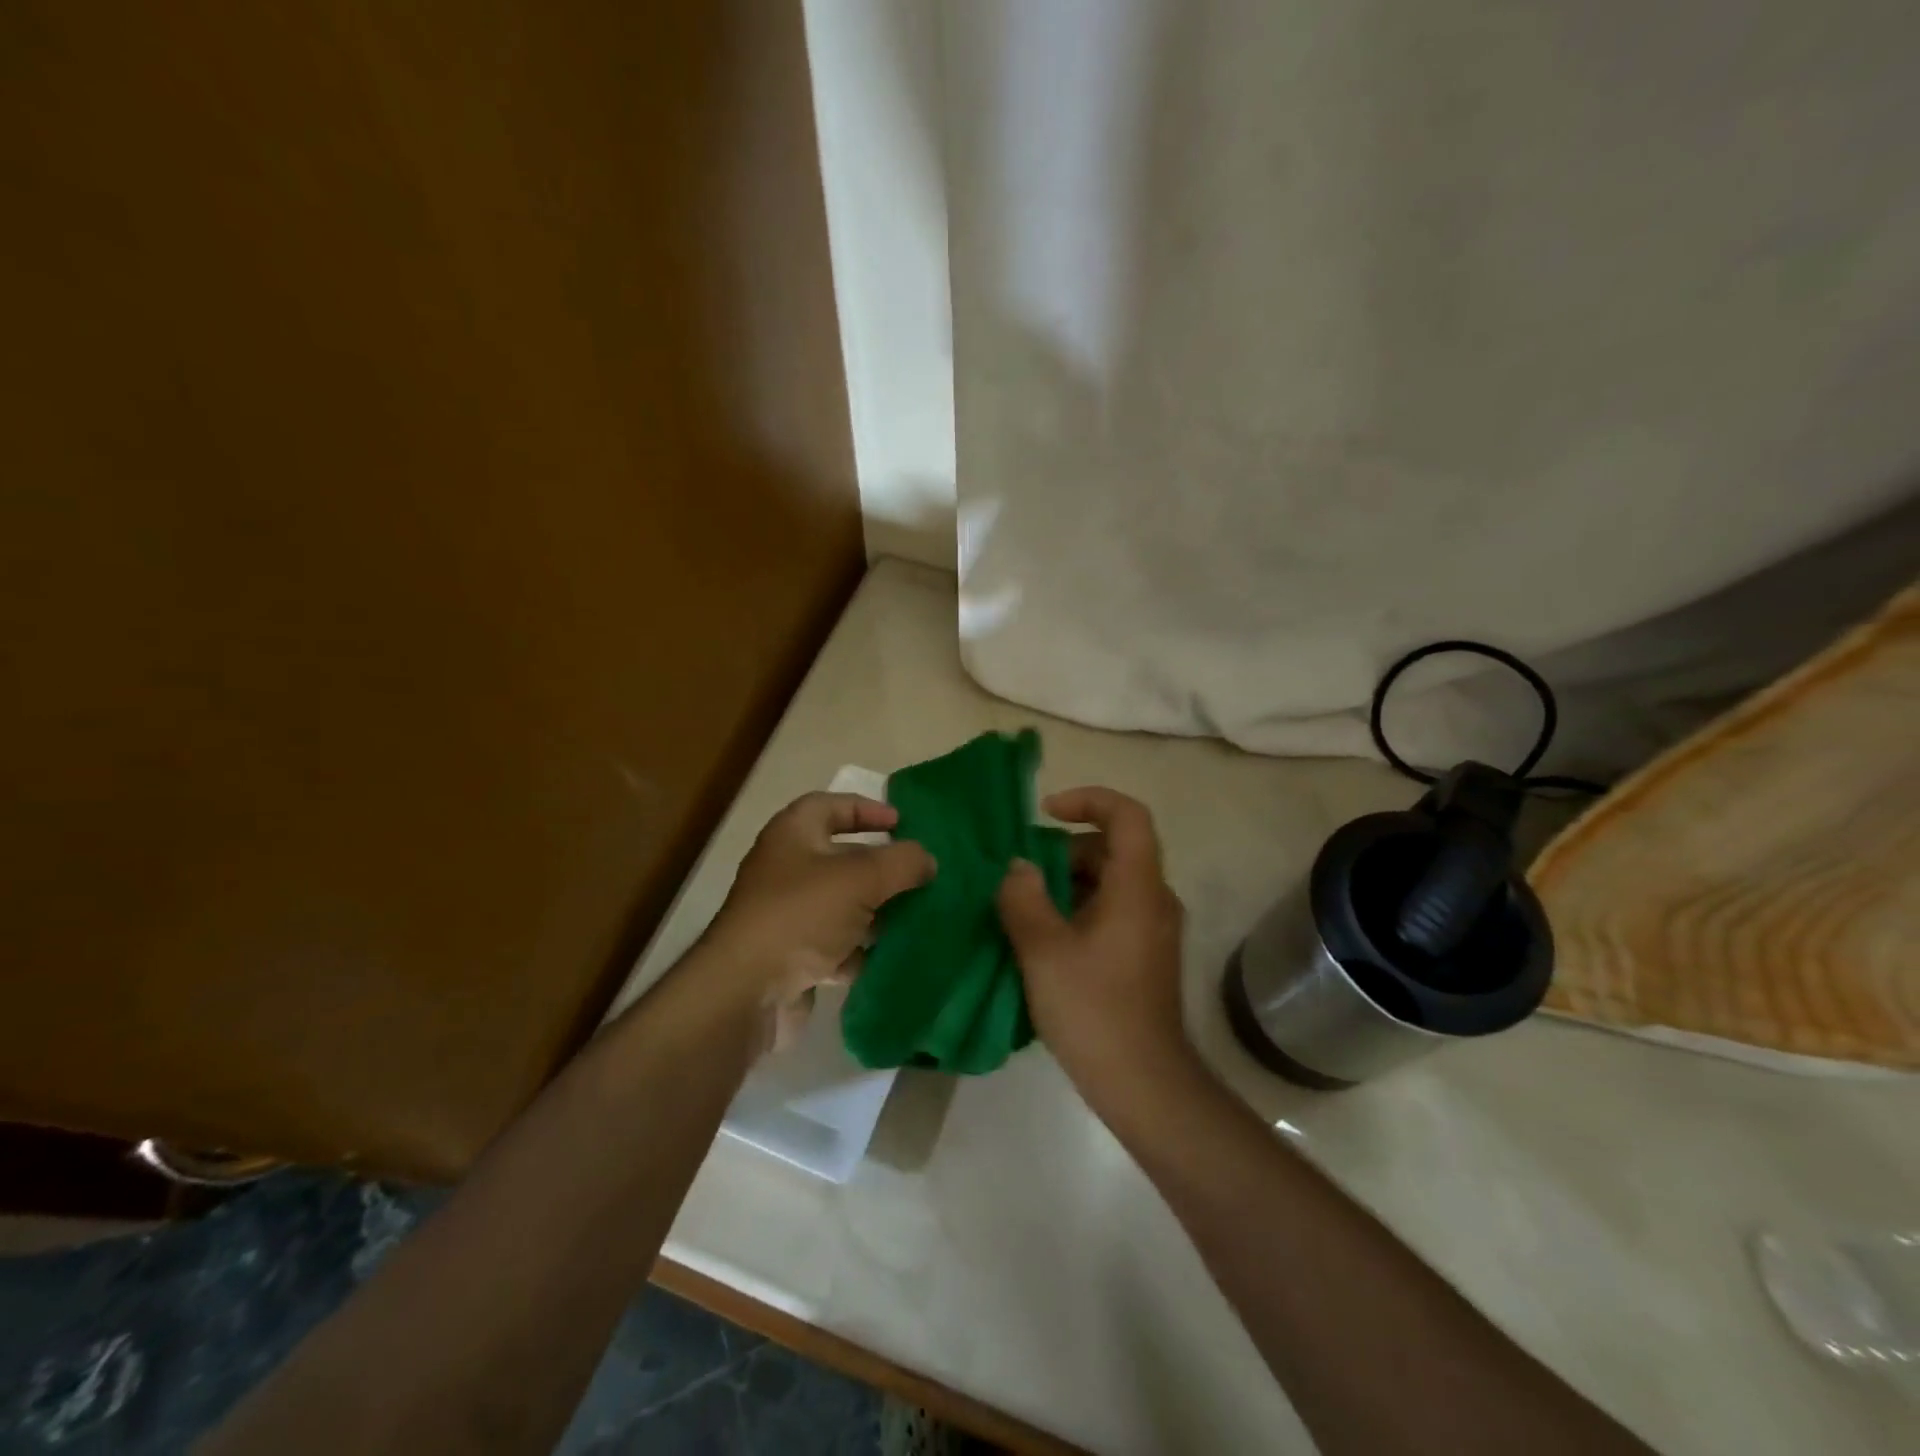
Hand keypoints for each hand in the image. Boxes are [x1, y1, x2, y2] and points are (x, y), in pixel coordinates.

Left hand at [701, 792, 934, 1049]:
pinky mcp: (791, 957)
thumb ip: (902, 862)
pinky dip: (859, 950)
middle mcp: (786, 869)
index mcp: (793, 835)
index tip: (902, 823)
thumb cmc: (802, 915)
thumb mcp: (861, 878)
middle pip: (840, 858)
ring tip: (914, 916)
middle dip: (879, 867)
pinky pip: (834, 945)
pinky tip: (888, 957)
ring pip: (841, 905)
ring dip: (874, 912)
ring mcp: (787, 915)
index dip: (867, 809)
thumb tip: (927, 860)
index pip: (831, 805)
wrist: (746, 992)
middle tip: (917, 875)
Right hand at [996, 787, 1190, 1102]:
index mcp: (1137, 887)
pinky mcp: (1145, 954)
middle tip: (1021, 875)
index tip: (1045, 813)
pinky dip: (1078, 908)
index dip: (1088, 800)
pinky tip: (1045, 939)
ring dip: (1066, 883)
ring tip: (1024, 908)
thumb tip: (1018, 868)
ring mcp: (1153, 928)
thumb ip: (1023, 898)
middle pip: (1113, 848)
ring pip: (1110, 881)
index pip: (1127, 815)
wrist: (1144, 1085)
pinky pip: (1112, 909)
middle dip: (1064, 851)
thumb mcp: (1044, 950)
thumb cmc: (1094, 1010)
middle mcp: (1154, 899)